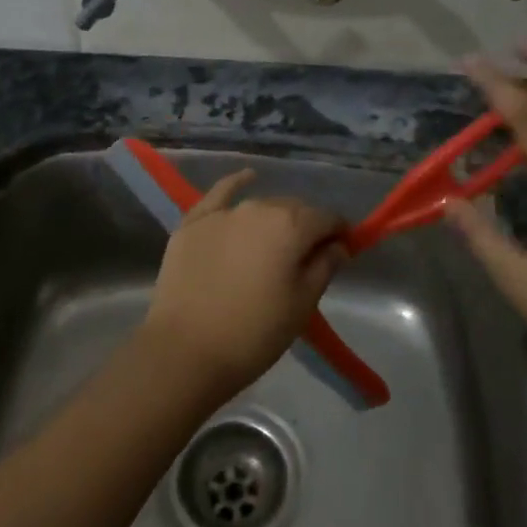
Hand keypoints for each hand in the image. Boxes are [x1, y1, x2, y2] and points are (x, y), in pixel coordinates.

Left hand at [143, 171, 348, 396]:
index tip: (342, 252)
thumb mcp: (302, 305)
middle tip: (307, 257)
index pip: (327, 218)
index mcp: (292, 226)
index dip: (339, 233)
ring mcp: (223, 213)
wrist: (185, 350)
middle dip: (306, 227)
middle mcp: (259, 208)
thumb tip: (338, 245)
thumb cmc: (254, 333)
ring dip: (275, 218)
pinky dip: (236, 184)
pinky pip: (220, 194)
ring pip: (260, 206)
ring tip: (275, 243)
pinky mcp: (193, 223)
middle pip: (294, 209)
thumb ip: (324, 267)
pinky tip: (247, 177)